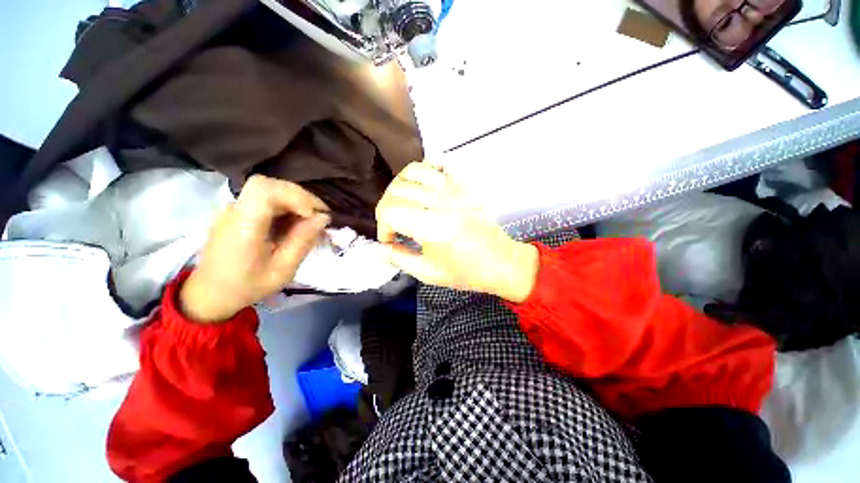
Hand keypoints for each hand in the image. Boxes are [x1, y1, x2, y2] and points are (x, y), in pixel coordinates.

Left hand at [180, 176, 330, 321]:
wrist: (209, 293)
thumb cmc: (247, 286)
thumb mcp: (282, 271)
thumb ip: (302, 242)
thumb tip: (323, 218)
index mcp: (243, 227)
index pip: (265, 190)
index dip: (295, 196)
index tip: (314, 214)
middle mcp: (234, 211)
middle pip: (270, 185)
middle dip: (301, 198)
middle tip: (319, 216)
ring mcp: (233, 209)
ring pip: (270, 189)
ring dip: (295, 201)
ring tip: (310, 221)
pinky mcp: (237, 212)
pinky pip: (265, 199)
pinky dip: (285, 206)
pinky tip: (294, 223)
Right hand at [376, 162, 538, 302]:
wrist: (499, 261)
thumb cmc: (465, 271)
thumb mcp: (428, 274)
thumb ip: (399, 259)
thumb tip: (378, 248)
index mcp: (431, 227)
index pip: (389, 211)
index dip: (382, 226)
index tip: (390, 238)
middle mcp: (440, 202)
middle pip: (396, 191)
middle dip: (387, 209)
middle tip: (394, 225)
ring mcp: (453, 189)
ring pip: (412, 172)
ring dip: (400, 187)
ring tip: (404, 203)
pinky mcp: (463, 185)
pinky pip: (439, 161)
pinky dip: (425, 166)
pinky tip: (422, 182)